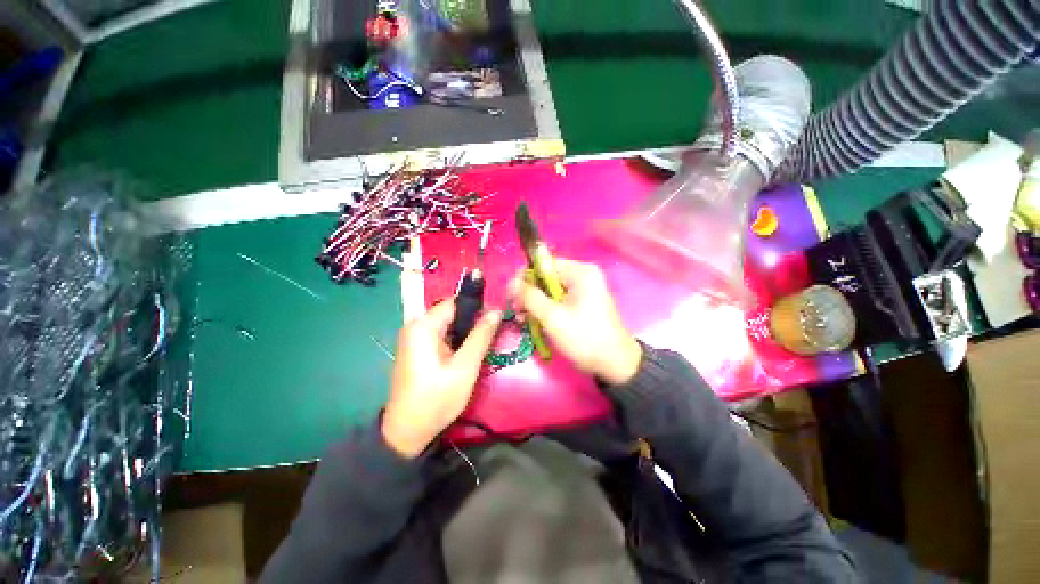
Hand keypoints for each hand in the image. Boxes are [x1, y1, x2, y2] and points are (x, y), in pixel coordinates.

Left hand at [382, 300, 501, 457]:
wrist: (406, 433)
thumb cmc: (437, 399)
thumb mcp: (465, 367)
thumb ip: (481, 336)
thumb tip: (496, 311)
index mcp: (423, 326)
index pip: (455, 302)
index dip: (478, 306)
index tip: (498, 317)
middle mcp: (415, 327)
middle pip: (451, 313)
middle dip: (474, 320)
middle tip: (495, 332)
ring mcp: (414, 339)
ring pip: (448, 325)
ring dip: (467, 331)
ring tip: (486, 342)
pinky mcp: (416, 350)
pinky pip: (441, 336)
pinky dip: (457, 340)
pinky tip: (469, 352)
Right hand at [511, 258, 640, 385]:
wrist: (615, 364)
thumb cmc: (584, 338)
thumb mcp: (552, 317)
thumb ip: (530, 296)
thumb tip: (511, 282)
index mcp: (580, 272)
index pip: (544, 264)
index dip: (525, 278)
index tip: (511, 297)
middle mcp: (583, 275)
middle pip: (546, 277)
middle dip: (529, 294)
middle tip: (517, 312)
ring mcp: (585, 289)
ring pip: (550, 290)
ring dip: (535, 303)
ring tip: (524, 320)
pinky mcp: (584, 302)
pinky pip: (559, 299)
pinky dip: (546, 309)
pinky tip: (536, 322)